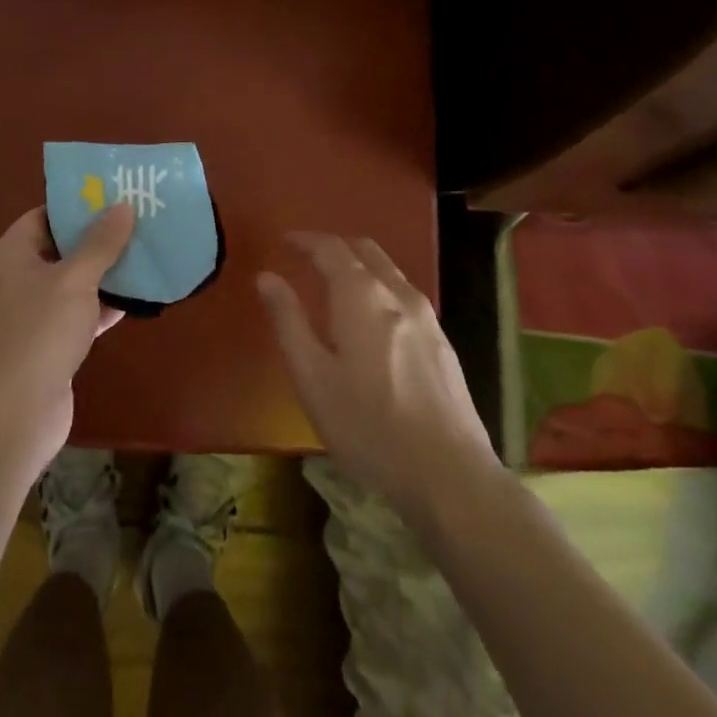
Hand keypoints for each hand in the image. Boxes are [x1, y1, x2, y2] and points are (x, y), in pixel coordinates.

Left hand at [0, 203, 134, 468]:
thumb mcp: (75, 279)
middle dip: (98, 238)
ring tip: (144, 253)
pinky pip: (79, 312)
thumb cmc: (41, 331)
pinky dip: (103, 305)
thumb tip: (122, 207)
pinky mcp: (49, 342)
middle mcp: (17, 277)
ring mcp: (33, 313)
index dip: (77, 205)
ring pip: (73, 282)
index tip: (113, 196)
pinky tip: (137, 297)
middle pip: (61, 247)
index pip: (44, 215)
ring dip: (105, 272)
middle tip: (137, 222)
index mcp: (12, 253)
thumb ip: (100, 243)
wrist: (17, 410)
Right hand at [258, 234, 496, 523]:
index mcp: (361, 295)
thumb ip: (288, 321)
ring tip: (336, 285)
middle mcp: (397, 294)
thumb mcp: (312, 377)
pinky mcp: (443, 344)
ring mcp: (427, 318)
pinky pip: (404, 296)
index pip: (330, 248)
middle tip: (307, 258)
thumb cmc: (368, 426)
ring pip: (389, 272)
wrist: (449, 476)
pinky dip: (380, 288)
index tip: (284, 242)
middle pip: (365, 250)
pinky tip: (372, 321)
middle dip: (334, 247)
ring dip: (360, 266)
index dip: (305, 240)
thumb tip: (266, 277)